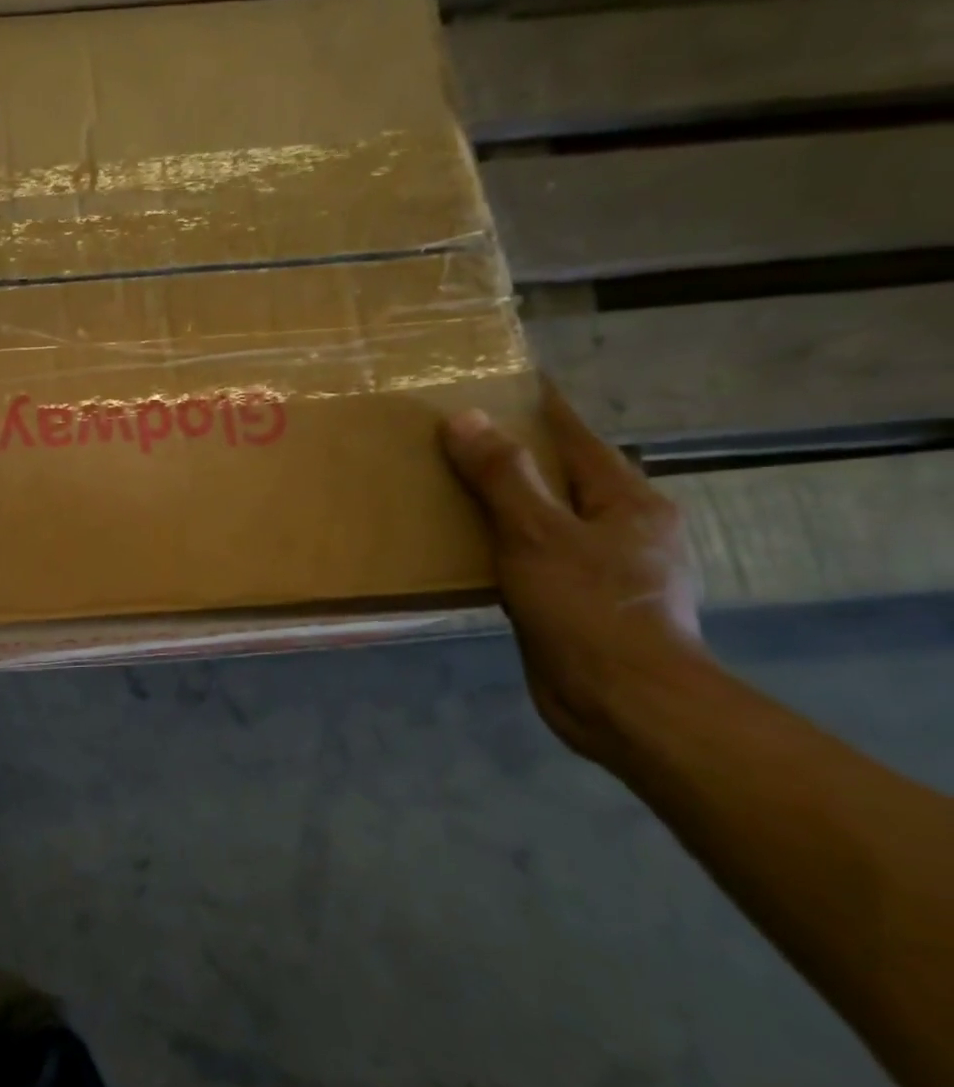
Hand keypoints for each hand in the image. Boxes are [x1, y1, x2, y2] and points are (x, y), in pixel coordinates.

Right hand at [441, 382, 708, 771]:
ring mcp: (607, 570)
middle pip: (565, 478)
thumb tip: (465, 419)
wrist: (621, 701)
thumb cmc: (588, 608)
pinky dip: (507, 546)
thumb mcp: (536, 534)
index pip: (580, 438)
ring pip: (549, 520)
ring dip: (509, 505)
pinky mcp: (582, 604)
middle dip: (519, 457)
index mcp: (629, 502)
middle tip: (463, 438)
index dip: (543, 410)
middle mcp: (625, 529)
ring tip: (457, 489)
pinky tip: (474, 550)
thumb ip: (502, 477)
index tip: (509, 385)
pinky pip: (537, 558)